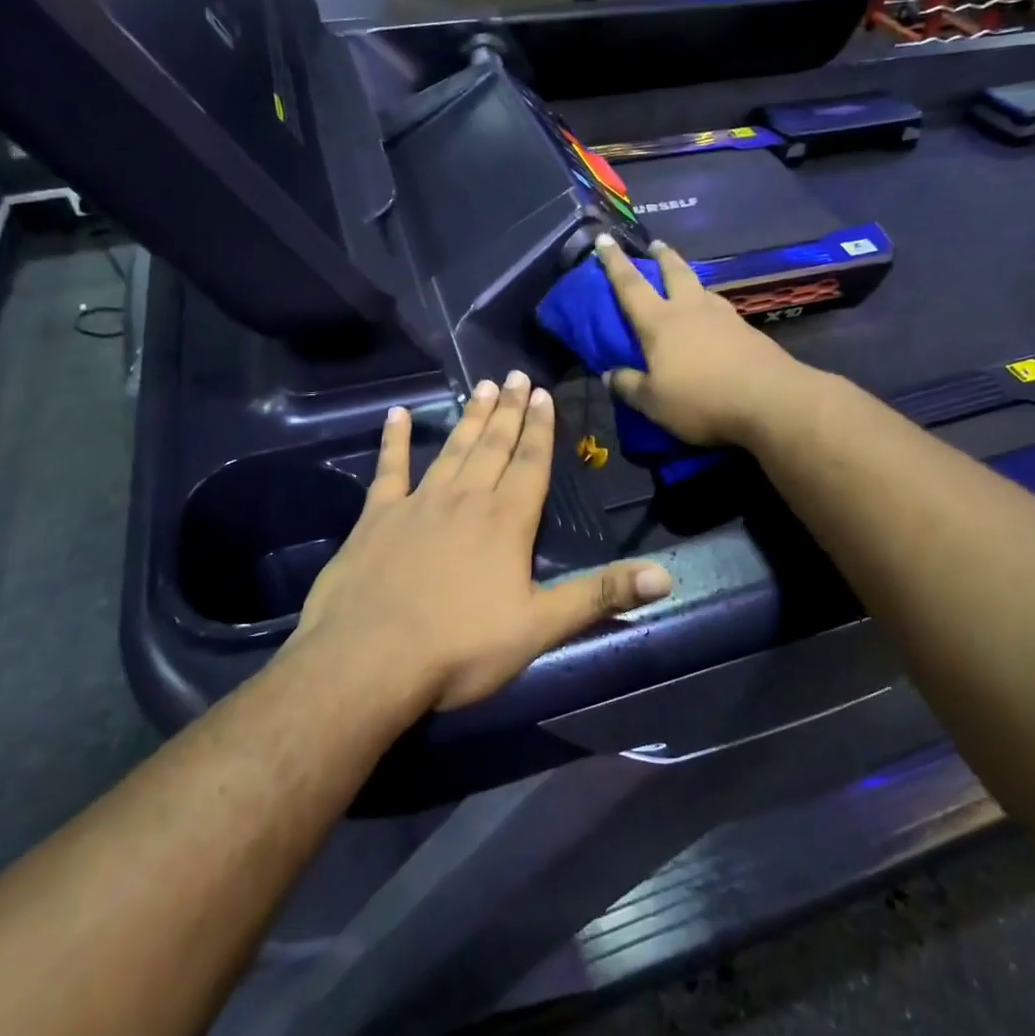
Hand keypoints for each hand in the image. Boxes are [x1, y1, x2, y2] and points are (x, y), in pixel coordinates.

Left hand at [290, 373, 672, 711]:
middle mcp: (465, 499)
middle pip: (493, 446)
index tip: (543, 393)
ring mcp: (417, 504)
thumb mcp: (540, 627)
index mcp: (506, 521)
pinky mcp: (375, 518)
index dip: (540, 429)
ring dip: (469, 418)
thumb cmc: (460, 648)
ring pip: (452, 449)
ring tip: (481, 386)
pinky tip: (397, 415)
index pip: (530, 463)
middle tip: (515, 375)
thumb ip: (601, 595)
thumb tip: (666, 575)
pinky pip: (388, 469)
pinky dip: (394, 441)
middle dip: (508, 410)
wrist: (368, 661)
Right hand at [594, 235, 808, 447]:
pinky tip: (713, 315)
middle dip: (662, 256)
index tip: (604, 239)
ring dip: (689, 276)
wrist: (770, 400)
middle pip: (674, 272)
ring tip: (685, 278)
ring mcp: (723, 316)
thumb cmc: (701, 399)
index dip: (614, 262)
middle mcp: (690, 309)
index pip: (630, 285)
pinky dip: (710, 304)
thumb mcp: (653, 402)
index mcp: (660, 322)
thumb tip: (609, 374)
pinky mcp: (747, 330)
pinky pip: (720, 308)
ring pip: (701, 287)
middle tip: (655, 244)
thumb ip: (628, 386)